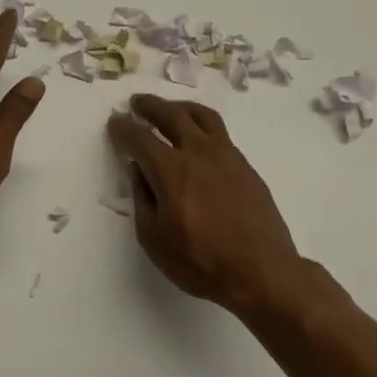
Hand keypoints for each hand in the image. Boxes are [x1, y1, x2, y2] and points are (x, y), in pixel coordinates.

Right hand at [107, 94, 310, 313]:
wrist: (262, 272)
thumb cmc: (201, 262)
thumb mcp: (154, 238)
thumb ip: (142, 199)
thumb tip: (139, 172)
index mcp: (171, 170)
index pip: (139, 137)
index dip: (123, 128)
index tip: (114, 123)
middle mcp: (199, 153)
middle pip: (171, 115)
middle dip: (150, 106)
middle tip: (137, 103)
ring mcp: (227, 156)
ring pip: (202, 116)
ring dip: (180, 107)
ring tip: (170, 109)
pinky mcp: (245, 166)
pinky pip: (219, 133)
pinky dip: (201, 125)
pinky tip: (197, 138)